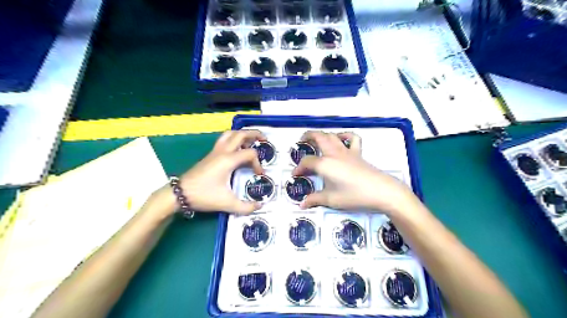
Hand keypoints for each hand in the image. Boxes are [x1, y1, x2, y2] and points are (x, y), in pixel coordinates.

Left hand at [179, 130, 265, 214]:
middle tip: (264, 139)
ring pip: (230, 134)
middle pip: (240, 134)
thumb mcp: (227, 203)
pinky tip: (236, 149)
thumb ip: (246, 207)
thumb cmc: (203, 196)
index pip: (250, 154)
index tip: (259, 175)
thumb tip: (260, 206)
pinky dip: (233, 139)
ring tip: (251, 141)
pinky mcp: (210, 155)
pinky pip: (224, 140)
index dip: (258, 163)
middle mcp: (222, 152)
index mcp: (228, 160)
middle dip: (254, 134)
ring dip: (242, 134)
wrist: (180, 194)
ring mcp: (215, 152)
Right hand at [294, 130, 417, 214]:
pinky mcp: (358, 153)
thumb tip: (302, 204)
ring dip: (323, 134)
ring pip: (333, 135)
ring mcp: (347, 151)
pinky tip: (341, 139)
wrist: (381, 191)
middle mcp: (334, 153)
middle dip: (308, 136)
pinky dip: (345, 135)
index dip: (299, 168)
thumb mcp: (332, 200)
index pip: (307, 162)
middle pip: (319, 137)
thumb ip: (315, 199)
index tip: (295, 175)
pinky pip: (352, 139)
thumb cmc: (354, 196)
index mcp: (325, 164)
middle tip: (302, 141)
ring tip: (317, 138)